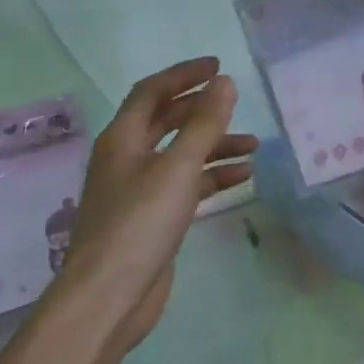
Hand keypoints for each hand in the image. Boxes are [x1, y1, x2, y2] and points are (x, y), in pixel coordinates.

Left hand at [52, 57, 256, 358]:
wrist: (109, 297)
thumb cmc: (139, 223)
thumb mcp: (177, 168)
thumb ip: (204, 124)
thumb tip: (224, 82)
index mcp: (123, 138)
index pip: (152, 92)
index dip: (184, 75)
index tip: (218, 66)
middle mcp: (127, 158)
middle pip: (166, 121)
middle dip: (201, 110)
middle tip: (235, 101)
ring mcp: (139, 189)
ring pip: (180, 155)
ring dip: (213, 146)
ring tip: (254, 145)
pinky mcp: (152, 218)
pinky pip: (185, 185)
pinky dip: (211, 177)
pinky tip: (241, 177)